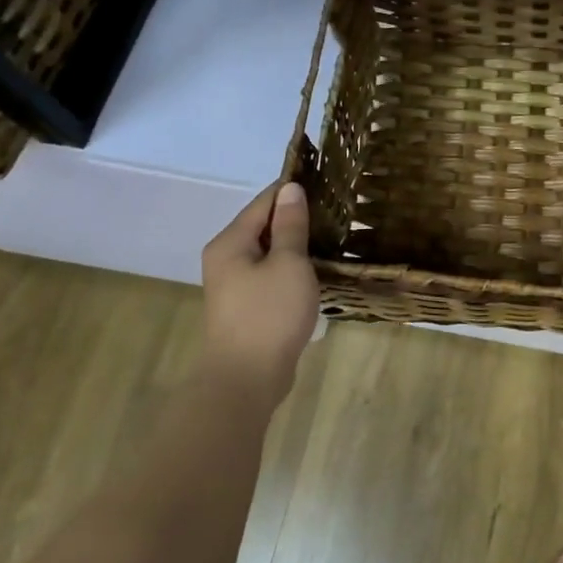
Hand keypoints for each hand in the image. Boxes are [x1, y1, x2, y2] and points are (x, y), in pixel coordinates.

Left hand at [200, 181, 319, 404]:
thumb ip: (290, 225)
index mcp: (231, 242)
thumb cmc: (269, 315)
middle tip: (336, 211)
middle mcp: (226, 258)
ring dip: (296, 244)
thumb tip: (291, 189)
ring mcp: (234, 284)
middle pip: (263, 225)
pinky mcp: (246, 306)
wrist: (246, 380)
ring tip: (332, 236)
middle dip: (296, 217)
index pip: (264, 201)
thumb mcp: (288, 263)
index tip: (327, 183)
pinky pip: (270, 274)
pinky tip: (316, 270)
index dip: (293, 190)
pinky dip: (291, 267)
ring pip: (269, 251)